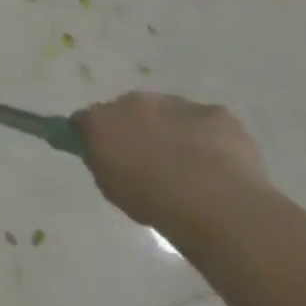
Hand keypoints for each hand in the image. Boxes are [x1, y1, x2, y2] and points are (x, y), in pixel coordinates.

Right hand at [72, 91, 266, 233]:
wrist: (217, 202)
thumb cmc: (154, 201)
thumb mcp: (111, 188)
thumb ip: (103, 163)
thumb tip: (106, 155)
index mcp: (100, 120)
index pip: (85, 120)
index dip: (93, 135)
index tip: (104, 153)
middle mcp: (132, 102)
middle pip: (128, 110)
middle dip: (136, 128)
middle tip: (150, 158)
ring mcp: (176, 104)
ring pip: (169, 113)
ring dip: (172, 130)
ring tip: (191, 165)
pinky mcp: (216, 112)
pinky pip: (207, 122)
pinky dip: (209, 137)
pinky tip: (220, 163)